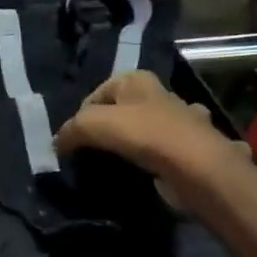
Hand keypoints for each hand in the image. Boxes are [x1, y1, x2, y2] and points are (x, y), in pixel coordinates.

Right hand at [54, 71, 250, 212]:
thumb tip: (58, 143)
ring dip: (140, 144)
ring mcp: (183, 121)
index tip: (75, 143)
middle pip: (125, 111)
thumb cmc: (144, 135)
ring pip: (151, 130)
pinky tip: (154, 175)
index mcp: (138, 80)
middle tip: (96, 155)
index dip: (82, 117)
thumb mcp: (94, 124)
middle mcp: (162, 94)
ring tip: (123, 167)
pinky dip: (162, 162)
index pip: (97, 93)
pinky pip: (169, 152)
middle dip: (111, 129)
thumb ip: (72, 130)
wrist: (198, 167)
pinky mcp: (194, 148)